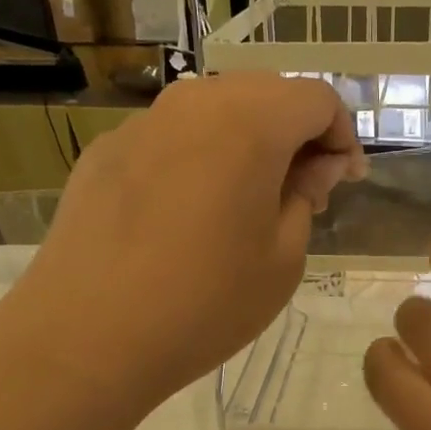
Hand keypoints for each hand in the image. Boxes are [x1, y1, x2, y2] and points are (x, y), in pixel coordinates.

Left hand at [0, 74, 364, 412]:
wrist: (87, 336)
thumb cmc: (204, 304)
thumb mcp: (282, 260)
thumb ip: (305, 197)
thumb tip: (311, 167)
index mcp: (249, 123)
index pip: (315, 98)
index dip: (342, 136)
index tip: (344, 182)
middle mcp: (192, 104)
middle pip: (264, 93)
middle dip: (295, 134)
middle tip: (303, 193)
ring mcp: (141, 124)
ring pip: (212, 111)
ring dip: (246, 142)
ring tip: (247, 202)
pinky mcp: (104, 152)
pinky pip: (169, 138)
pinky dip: (197, 158)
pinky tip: (188, 214)